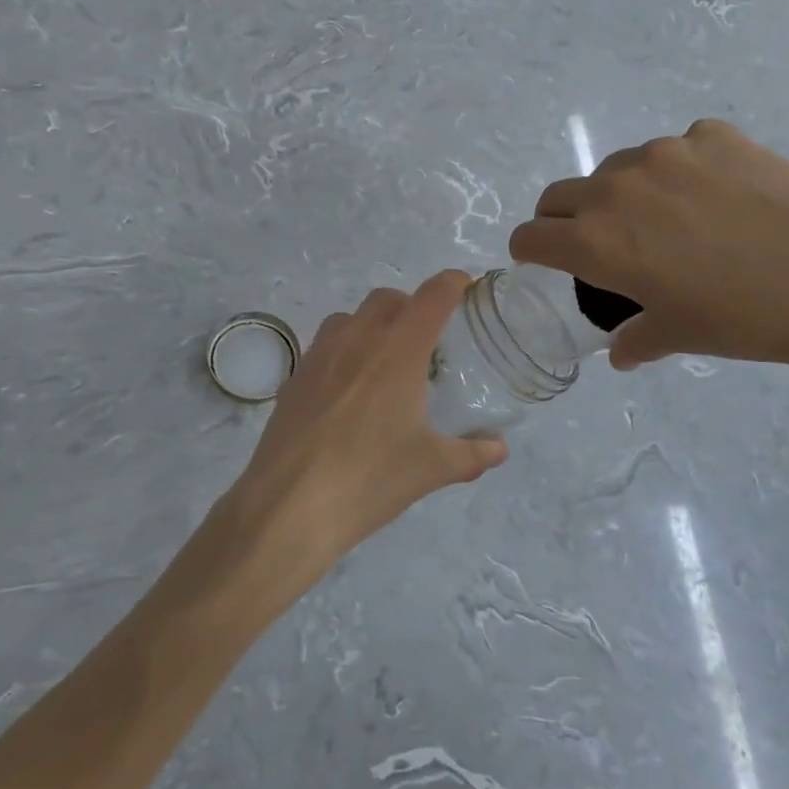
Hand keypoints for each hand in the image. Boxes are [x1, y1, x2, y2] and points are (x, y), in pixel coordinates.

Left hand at [205, 272, 508, 607]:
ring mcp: (319, 355)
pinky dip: (345, 349)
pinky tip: (350, 390)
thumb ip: (471, 454)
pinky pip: (324, 344)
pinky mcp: (294, 377)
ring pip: (350, 317)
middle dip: (412, 306)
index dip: (453, 283)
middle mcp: (357, 340)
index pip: (432, 297)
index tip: (467, 287)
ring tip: (386, 362)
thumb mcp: (430, 469)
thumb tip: (498, 448)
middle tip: (429, 339)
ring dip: (373, 324)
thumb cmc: (368, 479)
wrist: (289, 505)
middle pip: (388, 298)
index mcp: (398, 351)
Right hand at [509, 120, 788, 370]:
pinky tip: (719, 198)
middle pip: (559, 195)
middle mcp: (615, 188)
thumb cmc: (742, 317)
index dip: (532, 252)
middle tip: (600, 242)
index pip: (530, 236)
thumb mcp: (679, 334)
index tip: (546, 260)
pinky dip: (681, 173)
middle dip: (564, 219)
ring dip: (622, 194)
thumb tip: (621, 353)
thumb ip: (635, 339)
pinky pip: (675, 151)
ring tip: (669, 220)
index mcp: (595, 241)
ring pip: (616, 169)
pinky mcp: (710, 135)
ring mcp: (664, 154)